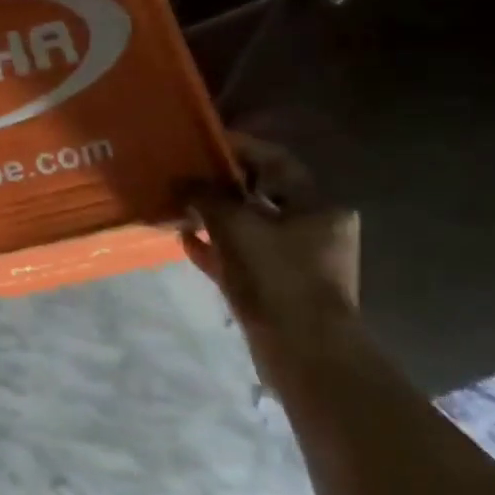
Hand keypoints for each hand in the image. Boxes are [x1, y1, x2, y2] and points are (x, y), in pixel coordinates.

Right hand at [189, 134, 360, 355]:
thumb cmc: (277, 276)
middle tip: (184, 173)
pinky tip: (184, 240)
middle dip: (219, 184)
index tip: (202, 142)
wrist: (302, 353)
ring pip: (247, 226)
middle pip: (259, 194)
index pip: (275, 161)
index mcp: (317, 206)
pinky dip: (215, 247)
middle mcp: (312, 228)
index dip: (238, 147)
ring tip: (177, 205)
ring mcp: (294, 260)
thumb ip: (206, 196)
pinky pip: (240, 256)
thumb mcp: (236, 225)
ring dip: (212, 216)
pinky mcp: (275, 286)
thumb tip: (183, 180)